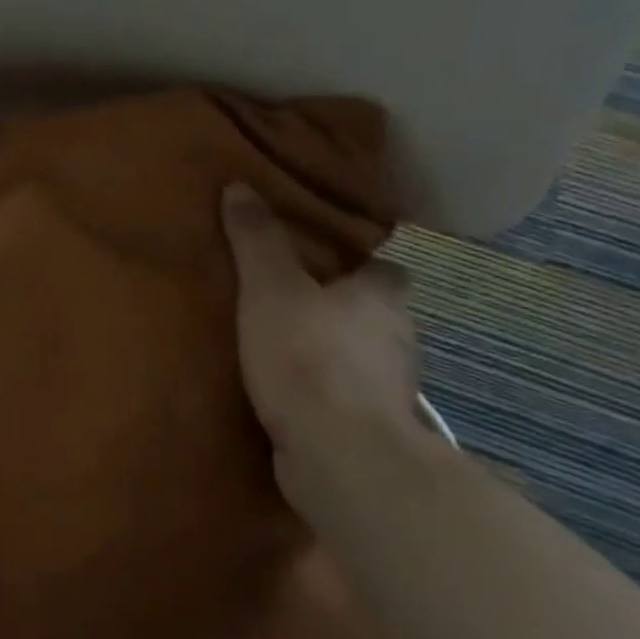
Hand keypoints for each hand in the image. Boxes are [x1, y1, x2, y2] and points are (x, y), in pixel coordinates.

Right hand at [220, 182, 421, 452]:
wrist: (339, 453)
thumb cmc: (308, 355)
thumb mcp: (269, 287)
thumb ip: (256, 240)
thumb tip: (240, 185)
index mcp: (383, 297)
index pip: (383, 270)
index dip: (356, 265)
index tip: (321, 265)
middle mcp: (399, 338)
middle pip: (376, 315)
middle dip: (343, 311)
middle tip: (292, 304)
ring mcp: (392, 389)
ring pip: (365, 359)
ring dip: (336, 355)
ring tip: (284, 350)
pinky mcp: (374, 429)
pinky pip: (350, 399)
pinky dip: (329, 395)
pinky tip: (292, 396)